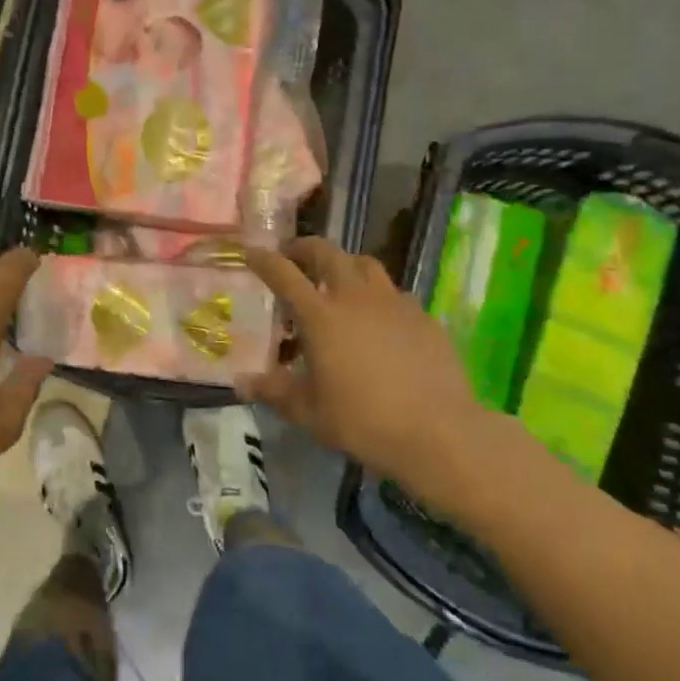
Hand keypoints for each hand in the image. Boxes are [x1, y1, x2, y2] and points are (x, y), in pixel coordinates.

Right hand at [241, 238, 522, 526]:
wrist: (439, 432)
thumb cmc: (363, 421)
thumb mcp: (308, 412)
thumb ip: (274, 391)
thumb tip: (240, 382)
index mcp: (321, 316)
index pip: (284, 274)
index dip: (264, 260)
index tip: (251, 252)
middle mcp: (355, 297)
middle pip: (327, 253)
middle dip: (305, 248)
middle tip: (293, 256)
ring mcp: (393, 303)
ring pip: (365, 263)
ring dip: (344, 264)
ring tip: (337, 281)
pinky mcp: (423, 315)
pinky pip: (393, 292)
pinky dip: (376, 294)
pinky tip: (377, 318)